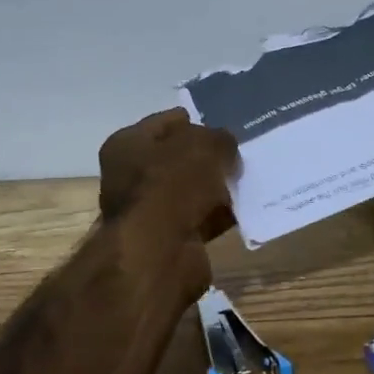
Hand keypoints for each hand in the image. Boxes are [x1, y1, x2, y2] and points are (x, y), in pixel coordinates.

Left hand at [98, 109, 239, 247]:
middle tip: (239, 154)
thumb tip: (225, 149)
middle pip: (177, 159)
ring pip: (190, 191)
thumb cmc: (173, 184)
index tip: (223, 125)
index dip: (193, 121)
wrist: (160, 252)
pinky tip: (243, 209)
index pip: (165, 122)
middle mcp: (130, 176)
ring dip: (215, 188)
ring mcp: (148, 210)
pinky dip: (219, 215)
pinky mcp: (167, 239)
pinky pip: (200, 219)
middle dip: (207, 157)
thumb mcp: (205, 146)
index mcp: (127, 144)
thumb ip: (219, 139)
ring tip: (247, 180)